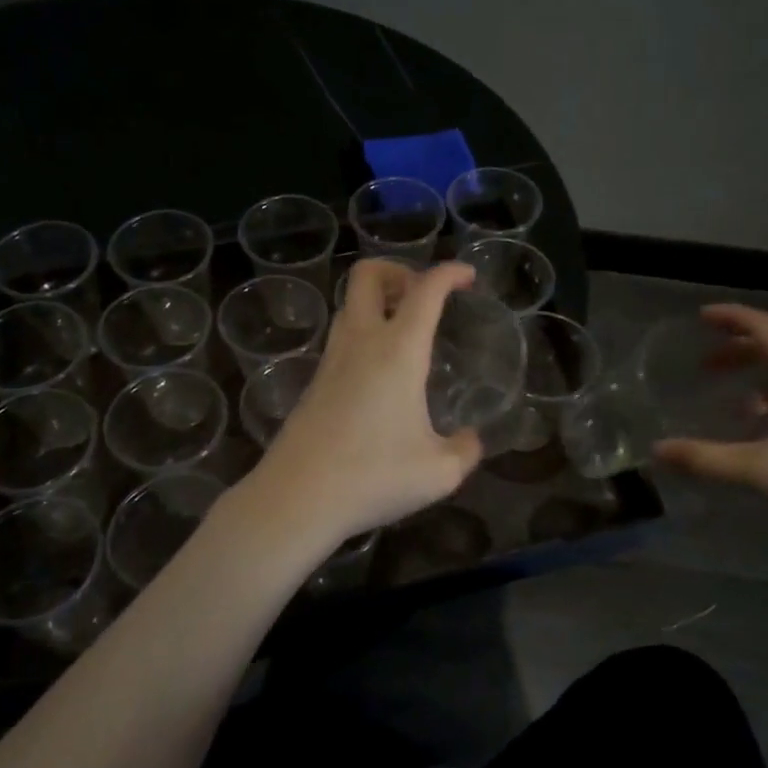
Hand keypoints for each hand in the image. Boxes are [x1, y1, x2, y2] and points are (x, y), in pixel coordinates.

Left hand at [252, 259, 483, 545]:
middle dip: (398, 270)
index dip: (449, 272)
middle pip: (368, 275)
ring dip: (378, 302)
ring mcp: (331, 360)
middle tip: (423, 296)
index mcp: (398, 351)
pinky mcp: (314, 383)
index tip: (468, 277)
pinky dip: (365, 333)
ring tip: (406, 330)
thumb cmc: (374, 477)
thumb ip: (464, 450)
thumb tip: (470, 439)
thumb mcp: (439, 473)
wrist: (297, 497)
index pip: (425, 290)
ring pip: (349, 305)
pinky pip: (342, 337)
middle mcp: (361, 342)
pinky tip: (381, 372)